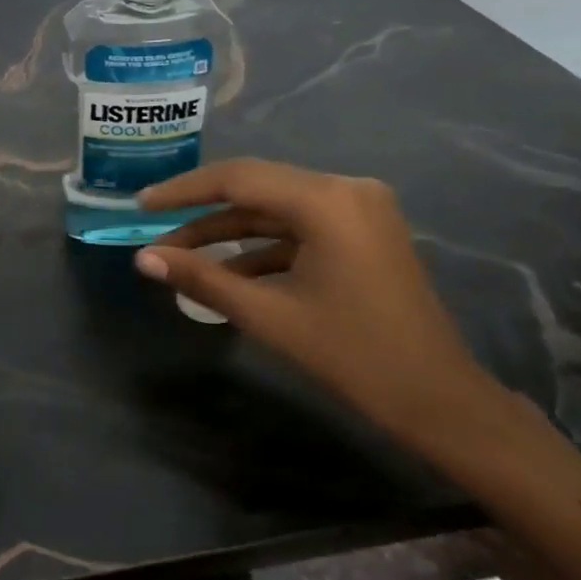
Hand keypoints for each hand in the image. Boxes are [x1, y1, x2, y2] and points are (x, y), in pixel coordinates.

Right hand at [135, 159, 522, 444]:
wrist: (437, 400)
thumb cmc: (353, 356)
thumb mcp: (269, 316)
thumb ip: (202, 279)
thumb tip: (144, 259)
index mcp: (328, 201)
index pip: (239, 179)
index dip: (184, 191)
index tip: (142, 204)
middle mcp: (346, 190)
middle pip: (257, 188)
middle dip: (203, 213)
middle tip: (155, 227)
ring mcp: (360, 209)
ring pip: (276, 210)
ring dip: (230, 233)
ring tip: (181, 257)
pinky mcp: (363, 232)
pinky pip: (300, 229)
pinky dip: (263, 247)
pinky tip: (227, 273)